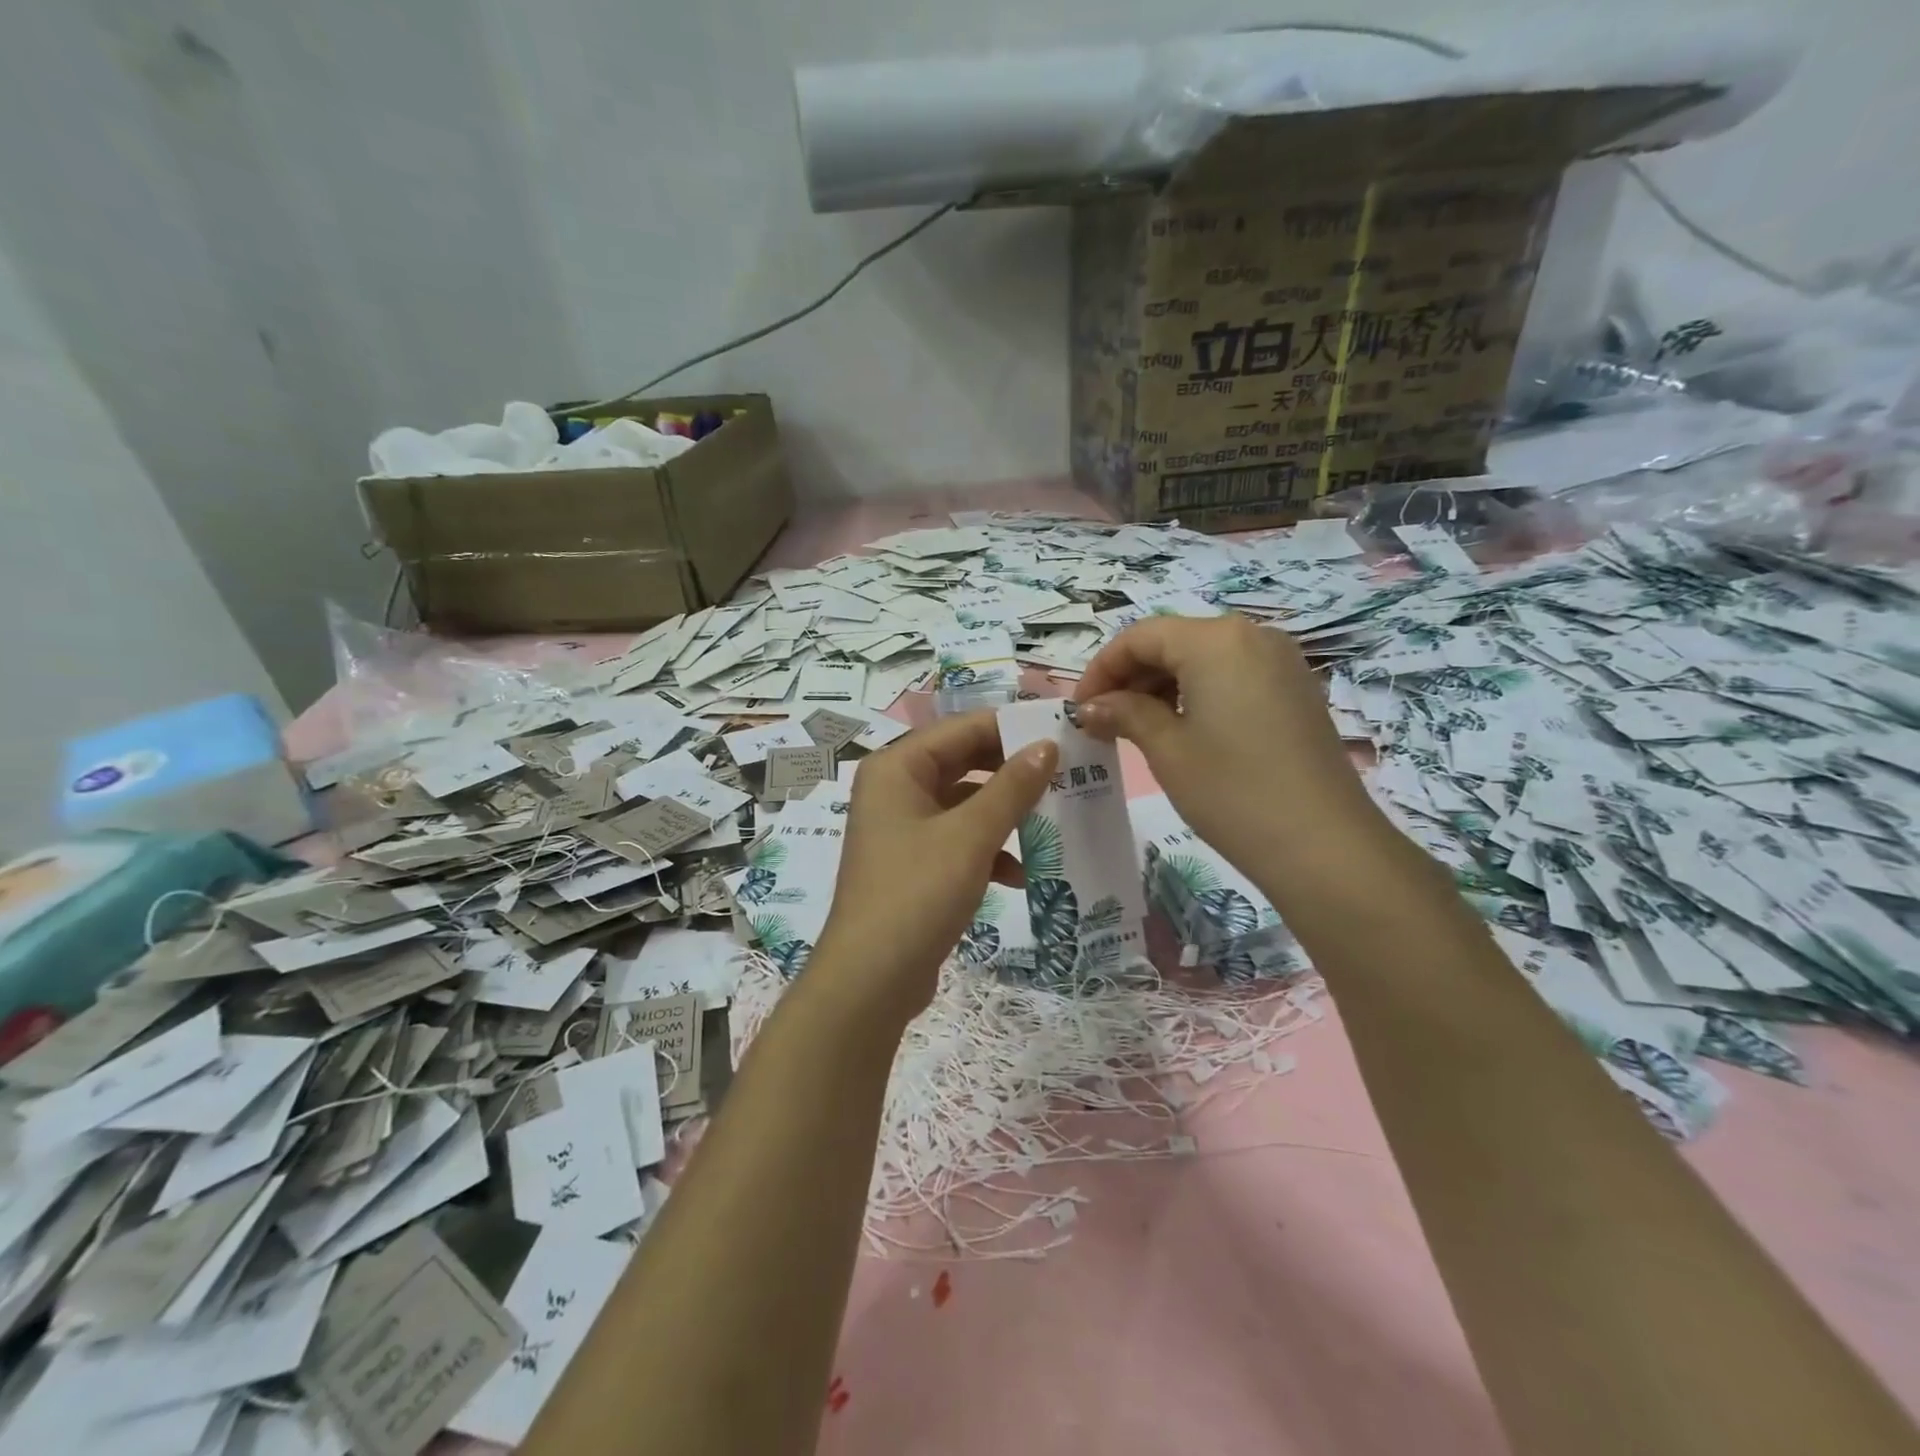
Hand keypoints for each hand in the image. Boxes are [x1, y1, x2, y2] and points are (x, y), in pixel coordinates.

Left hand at [811, 712, 1056, 1027]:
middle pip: (964, 763)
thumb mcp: (971, 836)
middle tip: (1067, 774)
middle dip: (1014, 773)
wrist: (871, 980)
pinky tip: (1024, 873)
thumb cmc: (918, 893)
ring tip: (1056, 821)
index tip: (1063, 735)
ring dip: (1007, 814)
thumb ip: (1012, 787)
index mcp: (897, 767)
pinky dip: (990, 850)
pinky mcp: (914, 863)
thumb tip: (1047, 745)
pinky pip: (959, 840)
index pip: (962, 729)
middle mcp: (895, 789)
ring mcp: (903, 828)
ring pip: (966, 804)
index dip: (1012, 729)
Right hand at [1072, 615, 1379, 881]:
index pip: (1141, 637)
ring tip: (1138, 729)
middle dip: (1132, 677)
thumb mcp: (1166, 750)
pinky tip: (1183, 731)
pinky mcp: (1296, 690)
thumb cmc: (1232, 792)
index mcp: (1215, 640)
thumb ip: (1124, 714)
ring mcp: (1281, 662)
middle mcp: (1252, 635)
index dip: (1101, 669)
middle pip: (1174, 642)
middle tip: (1104, 722)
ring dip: (1163, 686)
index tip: (1080, 708)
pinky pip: (1233, 676)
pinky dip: (1198, 694)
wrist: (1324, 846)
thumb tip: (1091, 706)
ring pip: (1204, 659)